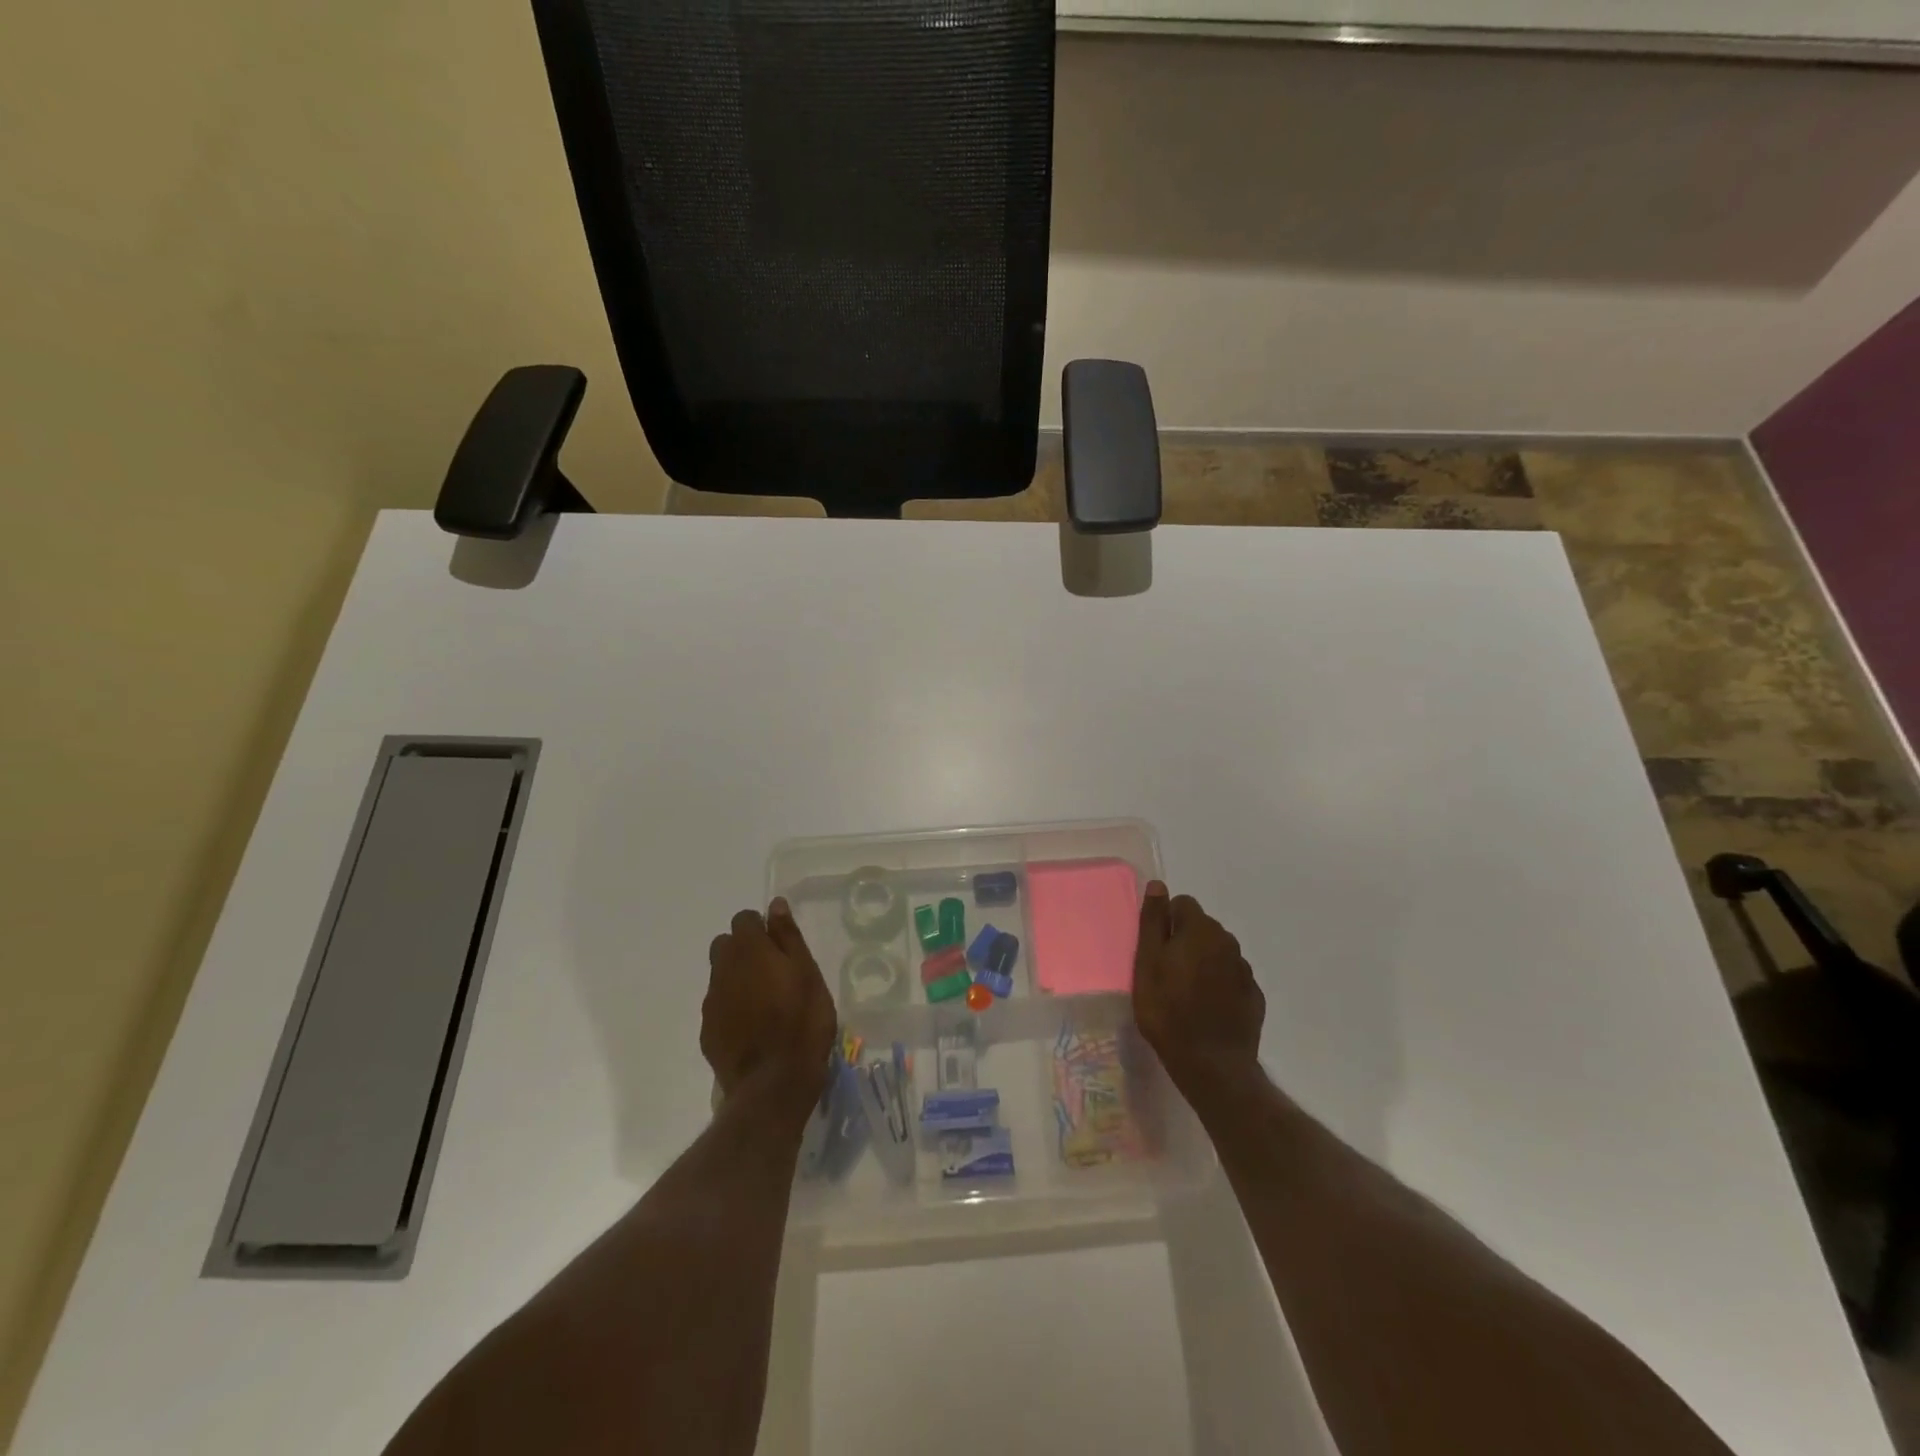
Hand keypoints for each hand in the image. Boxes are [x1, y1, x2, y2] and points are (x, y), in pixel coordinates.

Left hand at [702, 899, 836, 1109]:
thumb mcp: (807, 973)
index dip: (761, 927)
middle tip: (773, 970)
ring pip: (721, 976)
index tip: (780, 945)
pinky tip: (753, 1027)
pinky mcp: (707, 1032)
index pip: (744, 919)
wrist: (773, 1084)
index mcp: (749, 950)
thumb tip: (774, 905)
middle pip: (725, 945)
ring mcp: (711, 1003)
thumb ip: (788, 937)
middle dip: (744, 949)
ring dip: (738, 979)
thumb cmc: (802, 1021)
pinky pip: (718, 1006)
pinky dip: (732, 1008)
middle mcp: (723, 970)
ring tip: (766, 1002)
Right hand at [1132, 883, 1265, 1096]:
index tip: (1156, 951)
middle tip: (1166, 974)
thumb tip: (1158, 885)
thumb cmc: (1168, 1010)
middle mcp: (1227, 942)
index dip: (1166, 923)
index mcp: (1200, 929)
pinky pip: (1231, 978)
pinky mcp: (1253, 996)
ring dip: (1203, 963)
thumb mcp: (1147, 963)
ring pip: (1217, 953)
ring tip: (1185, 994)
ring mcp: (1244, 970)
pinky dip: (1219, 985)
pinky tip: (1206, 1008)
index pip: (1183, 904)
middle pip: (1202, 927)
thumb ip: (1153, 922)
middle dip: (1185, 941)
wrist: (1211, 1064)